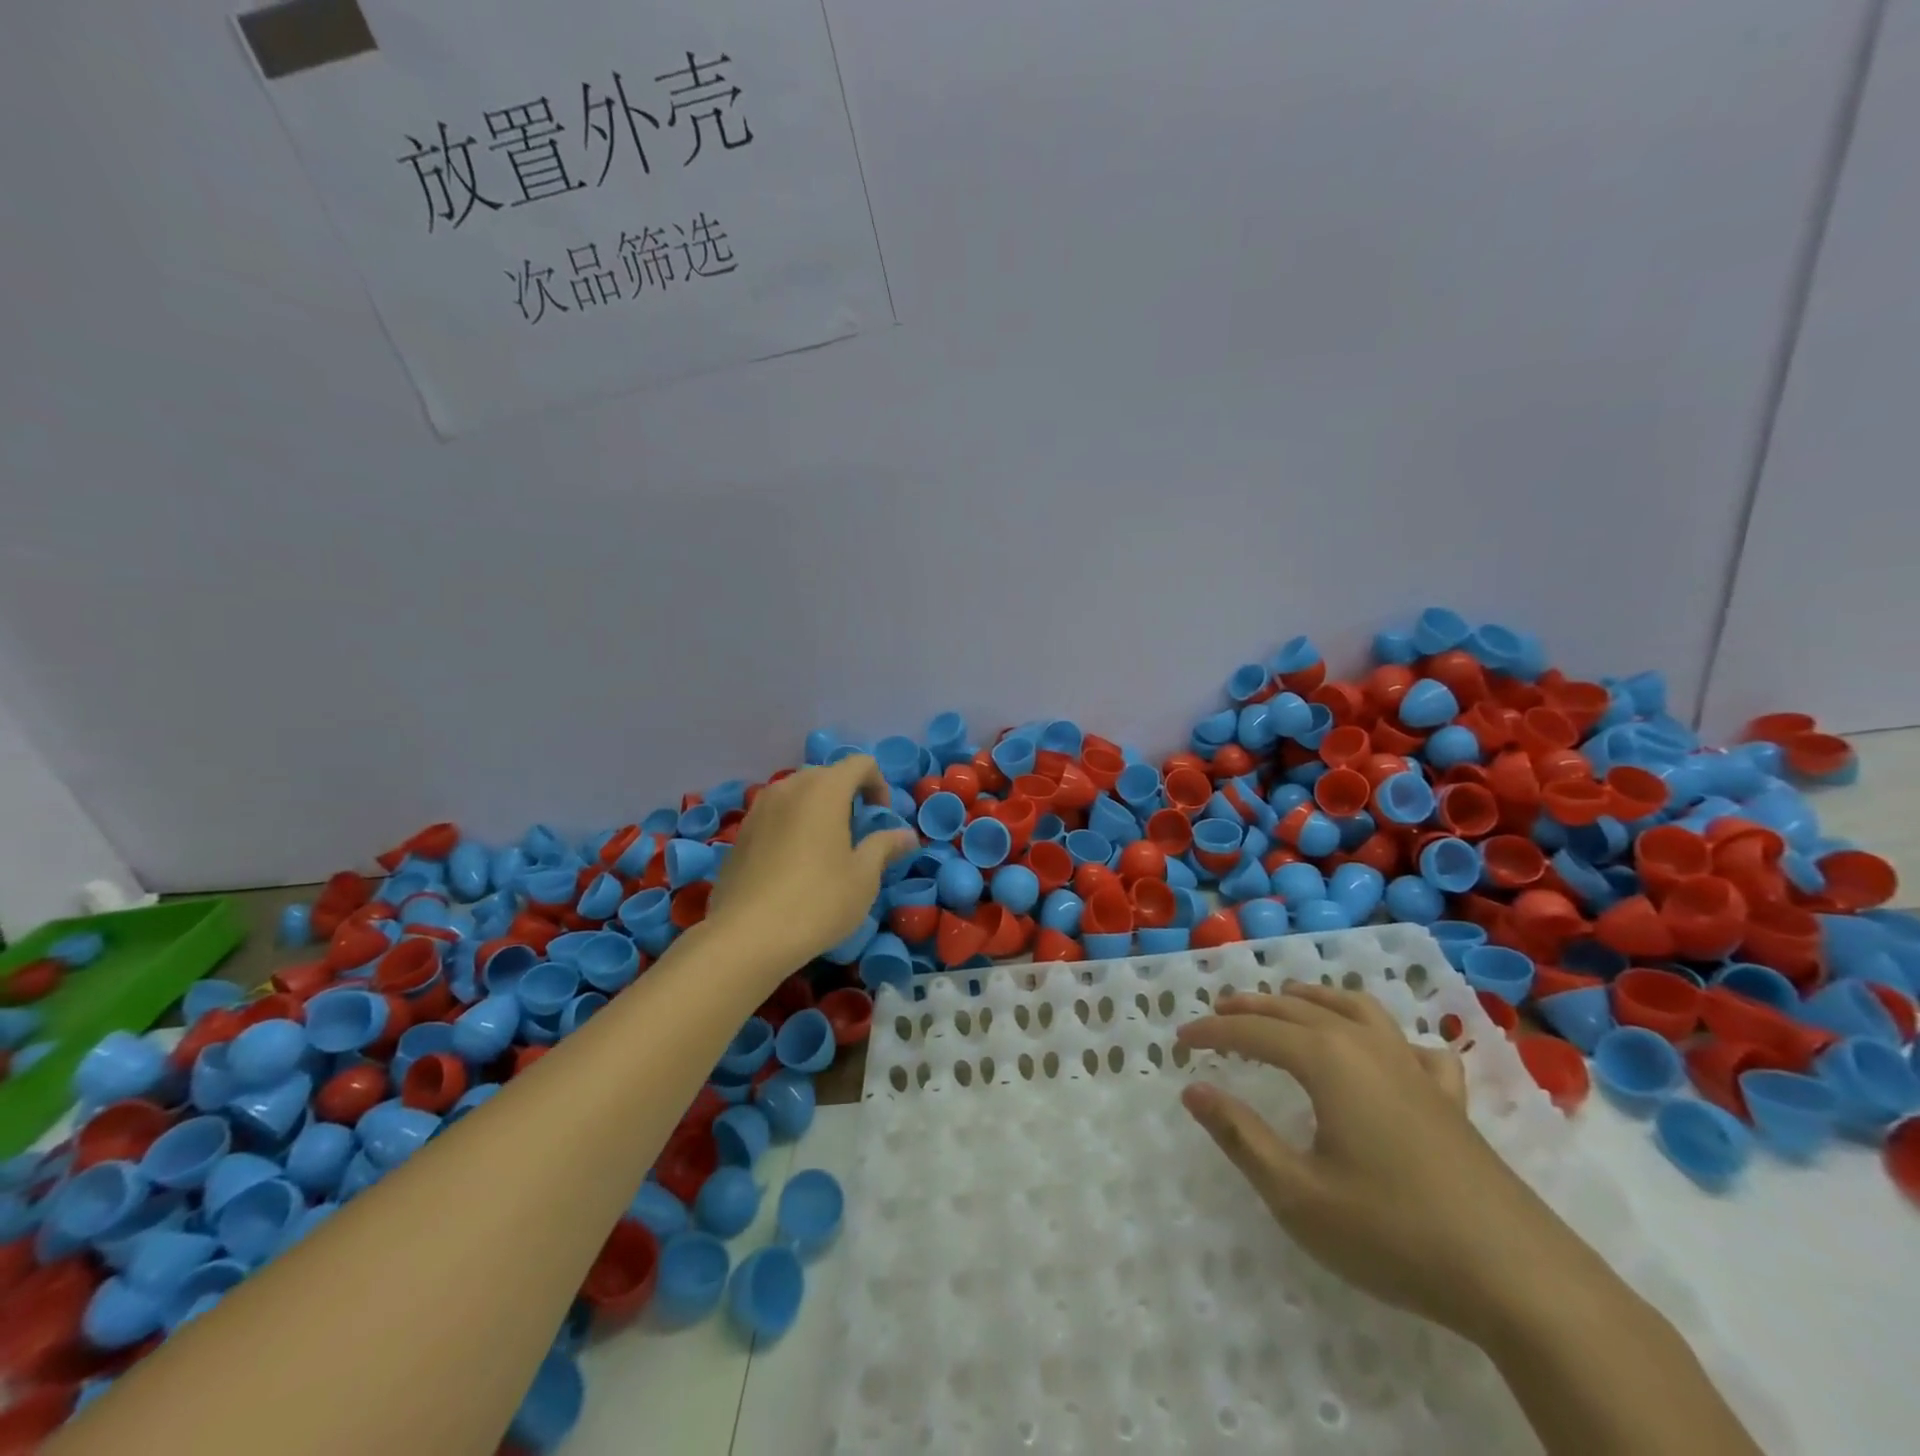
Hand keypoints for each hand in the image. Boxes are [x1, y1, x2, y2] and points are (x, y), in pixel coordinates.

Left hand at [707, 756, 917, 976]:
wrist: (746, 936)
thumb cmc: (818, 901)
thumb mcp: (863, 877)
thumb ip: (885, 847)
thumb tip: (906, 835)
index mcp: (824, 789)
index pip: (860, 763)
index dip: (879, 784)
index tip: (881, 817)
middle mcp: (789, 788)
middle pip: (826, 775)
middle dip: (847, 795)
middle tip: (858, 832)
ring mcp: (759, 809)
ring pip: (797, 794)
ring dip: (818, 809)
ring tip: (826, 847)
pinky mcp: (740, 834)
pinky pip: (775, 815)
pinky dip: (792, 826)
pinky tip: (794, 865)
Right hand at [1177, 983, 1583, 1342]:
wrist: (1519, 1279)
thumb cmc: (1393, 1233)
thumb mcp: (1298, 1194)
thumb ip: (1240, 1136)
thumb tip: (1193, 1090)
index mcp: (1327, 1061)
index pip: (1253, 1032)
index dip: (1211, 1032)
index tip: (1179, 1041)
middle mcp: (1367, 1047)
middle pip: (1297, 1010)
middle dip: (1251, 1008)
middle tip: (1217, 1013)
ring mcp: (1414, 1068)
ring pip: (1356, 1009)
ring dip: (1313, 999)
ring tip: (1288, 1000)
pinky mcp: (1450, 1098)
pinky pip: (1412, 1046)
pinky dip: (1388, 1035)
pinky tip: (1388, 1051)